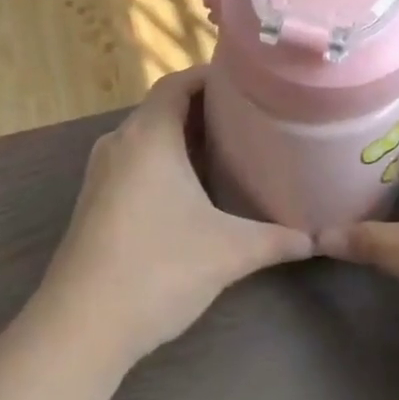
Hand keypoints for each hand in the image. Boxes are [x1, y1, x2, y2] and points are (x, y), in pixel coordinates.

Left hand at [33, 67, 311, 370]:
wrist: (82, 323)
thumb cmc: (158, 269)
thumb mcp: (228, 251)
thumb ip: (276, 240)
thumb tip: (316, 240)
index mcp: (148, 135)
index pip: (178, 83)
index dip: (211, 75)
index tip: (249, 79)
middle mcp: (119, 142)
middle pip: (163, 108)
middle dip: (205, 109)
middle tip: (251, 115)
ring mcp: (101, 173)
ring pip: (147, 138)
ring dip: (183, 138)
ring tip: (229, 148)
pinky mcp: (95, 201)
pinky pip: (134, 163)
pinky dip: (164, 162)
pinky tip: (192, 190)